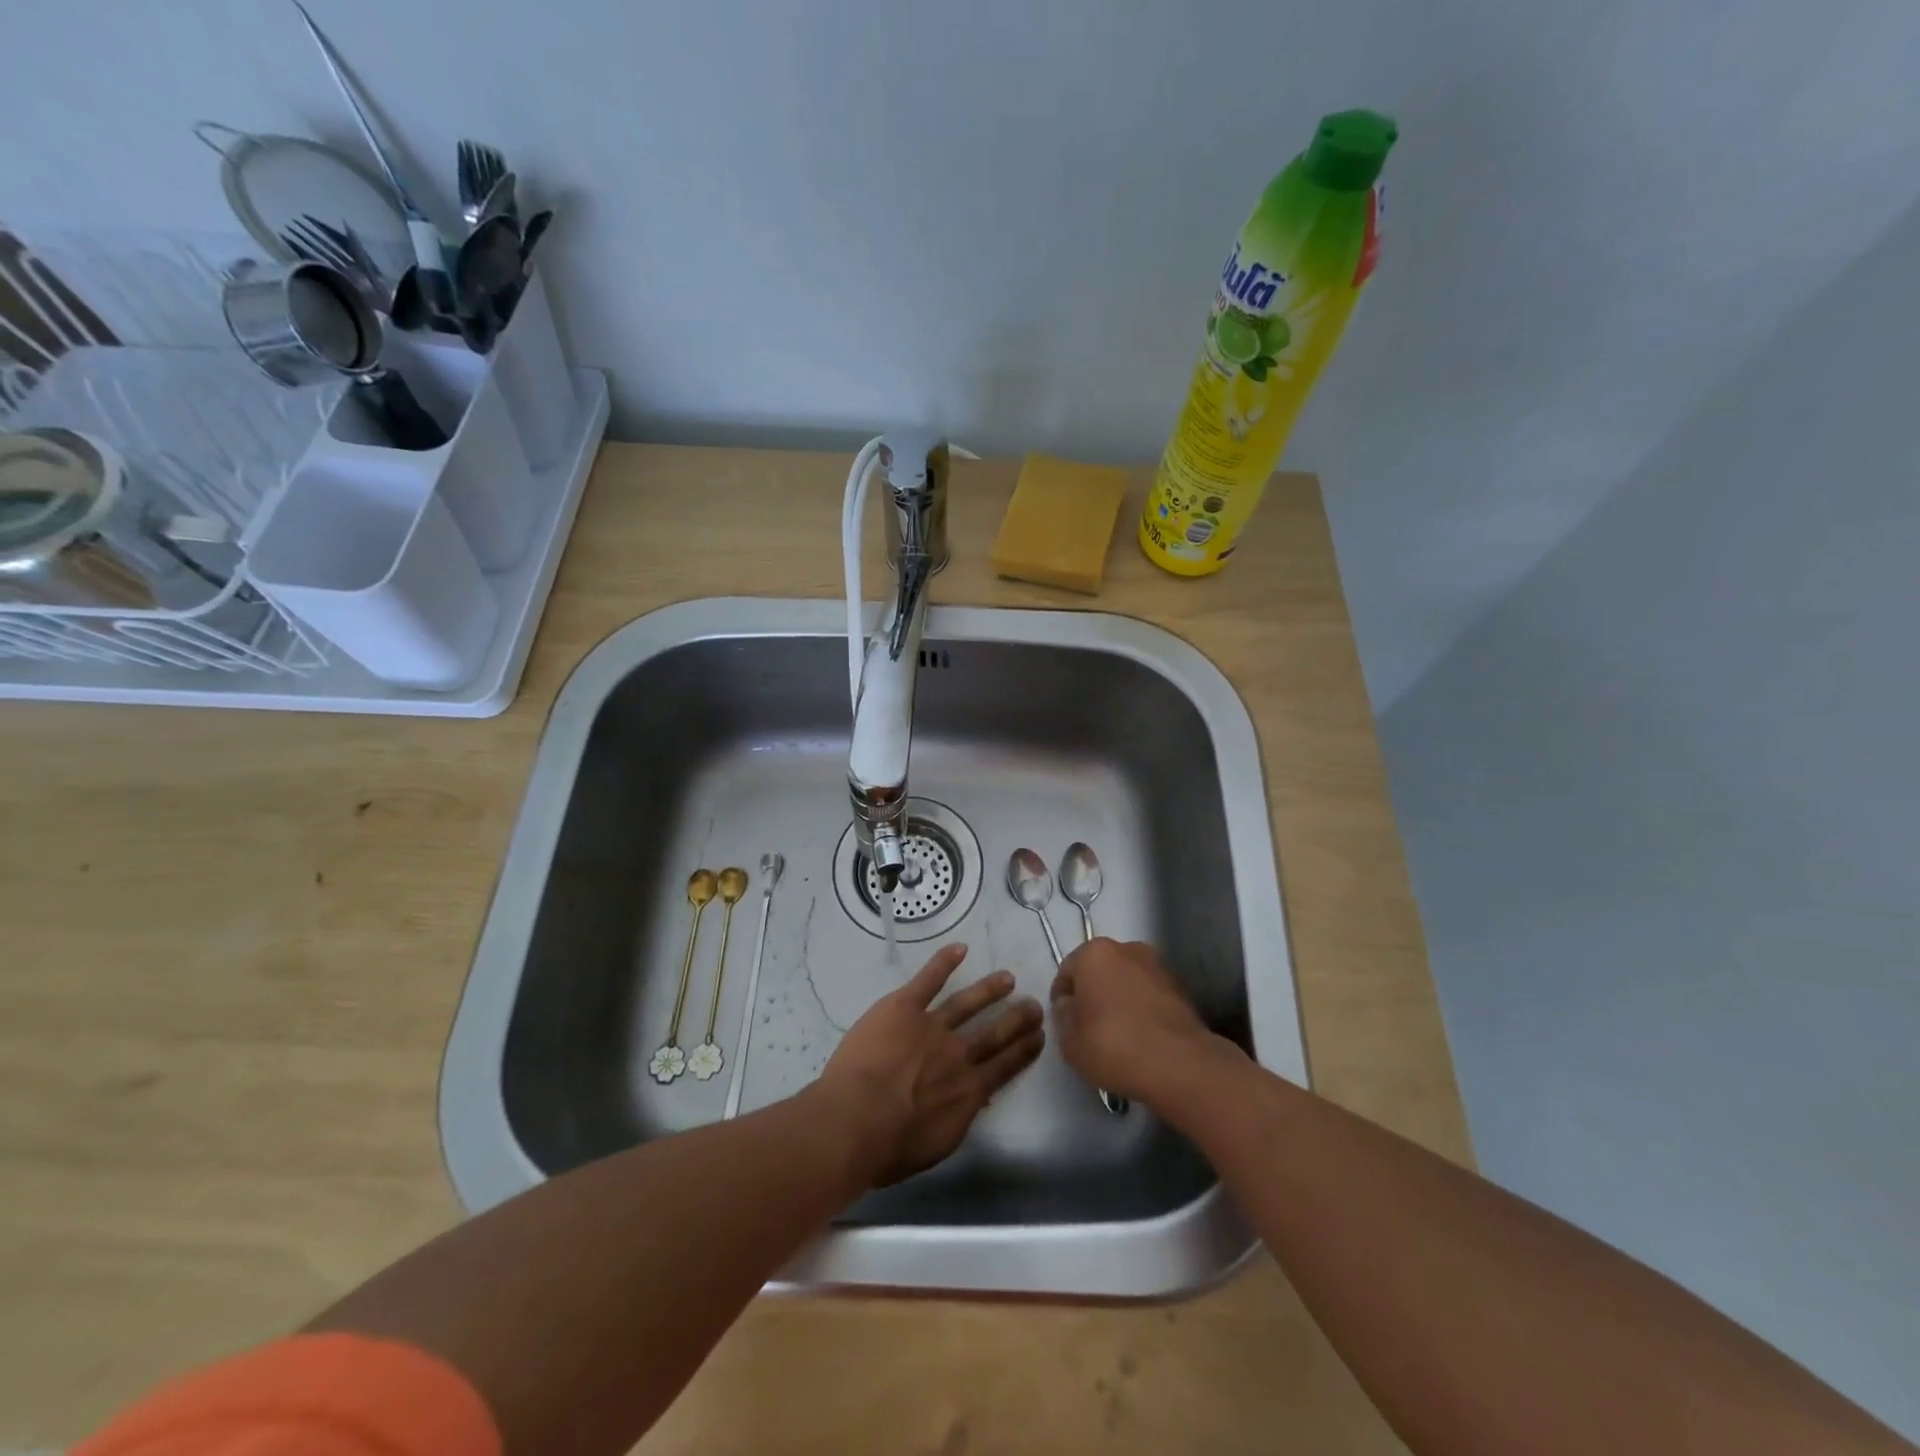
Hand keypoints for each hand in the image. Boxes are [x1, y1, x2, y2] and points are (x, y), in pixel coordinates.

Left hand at [819, 944, 1044, 1185]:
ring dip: (988, 990)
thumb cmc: (890, 1147)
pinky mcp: (904, 1007)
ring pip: (967, 1003)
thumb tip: (973, 1102)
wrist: (856, 1120)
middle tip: (1034, 1005)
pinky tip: (959, 949)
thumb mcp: (938, 1144)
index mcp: (968, 1091)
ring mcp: (932, 1026)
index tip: (1039, 1036)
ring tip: (1006, 977)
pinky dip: (944, 962)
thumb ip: (959, 1118)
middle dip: (1017, 1019)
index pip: (1005, 1066)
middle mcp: (958, 1054)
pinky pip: (928, 980)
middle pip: (994, 1032)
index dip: (1024, 1050)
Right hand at [1049, 938, 1213, 1104]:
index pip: (1067, 971)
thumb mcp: (1070, 1041)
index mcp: (1094, 953)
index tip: (1066, 1023)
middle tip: (1090, 1028)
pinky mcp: (1181, 986)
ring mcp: (1157, 965)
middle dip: (1093, 993)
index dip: (1062, 998)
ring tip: (1120, 1034)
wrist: (1180, 1064)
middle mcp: (1126, 948)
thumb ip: (1063, 1016)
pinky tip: (1142, 1036)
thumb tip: (1069, 1005)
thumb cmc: (1114, 1046)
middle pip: (1099, 970)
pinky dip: (1143, 1008)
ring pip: (1127, 980)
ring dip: (1120, 999)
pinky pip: (1149, 994)